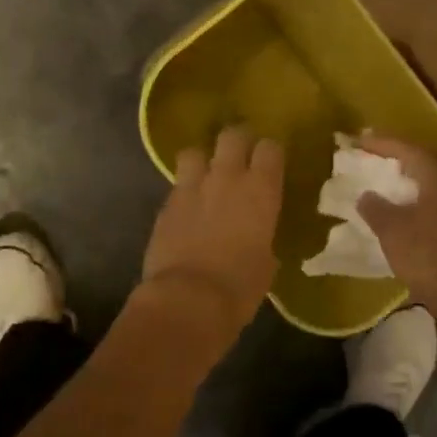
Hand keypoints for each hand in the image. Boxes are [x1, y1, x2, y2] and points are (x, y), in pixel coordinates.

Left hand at [138, 125, 284, 342]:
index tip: (270, 164)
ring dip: (202, 160)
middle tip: (240, 157)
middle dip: (237, 141)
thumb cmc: (240, 287)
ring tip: (205, 176)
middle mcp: (227, 177)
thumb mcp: (266, 263)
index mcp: (261, 190)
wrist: (188, 300)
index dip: (270, 152)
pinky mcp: (166, 204)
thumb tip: (257, 237)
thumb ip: (262, 237)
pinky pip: (177, 184)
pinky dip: (184, 191)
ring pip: (195, 151)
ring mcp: (192, 187)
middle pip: (232, 135)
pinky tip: (187, 208)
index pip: (270, 148)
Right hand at [355, 134, 436, 313]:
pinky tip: (405, 206)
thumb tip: (367, 196)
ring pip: (433, 180)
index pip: (406, 148)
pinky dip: (419, 196)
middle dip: (397, 157)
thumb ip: (375, 206)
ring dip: (410, 178)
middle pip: (423, 160)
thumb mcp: (391, 228)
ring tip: (386, 179)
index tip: (358, 139)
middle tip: (373, 155)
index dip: (380, 143)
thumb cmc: (426, 253)